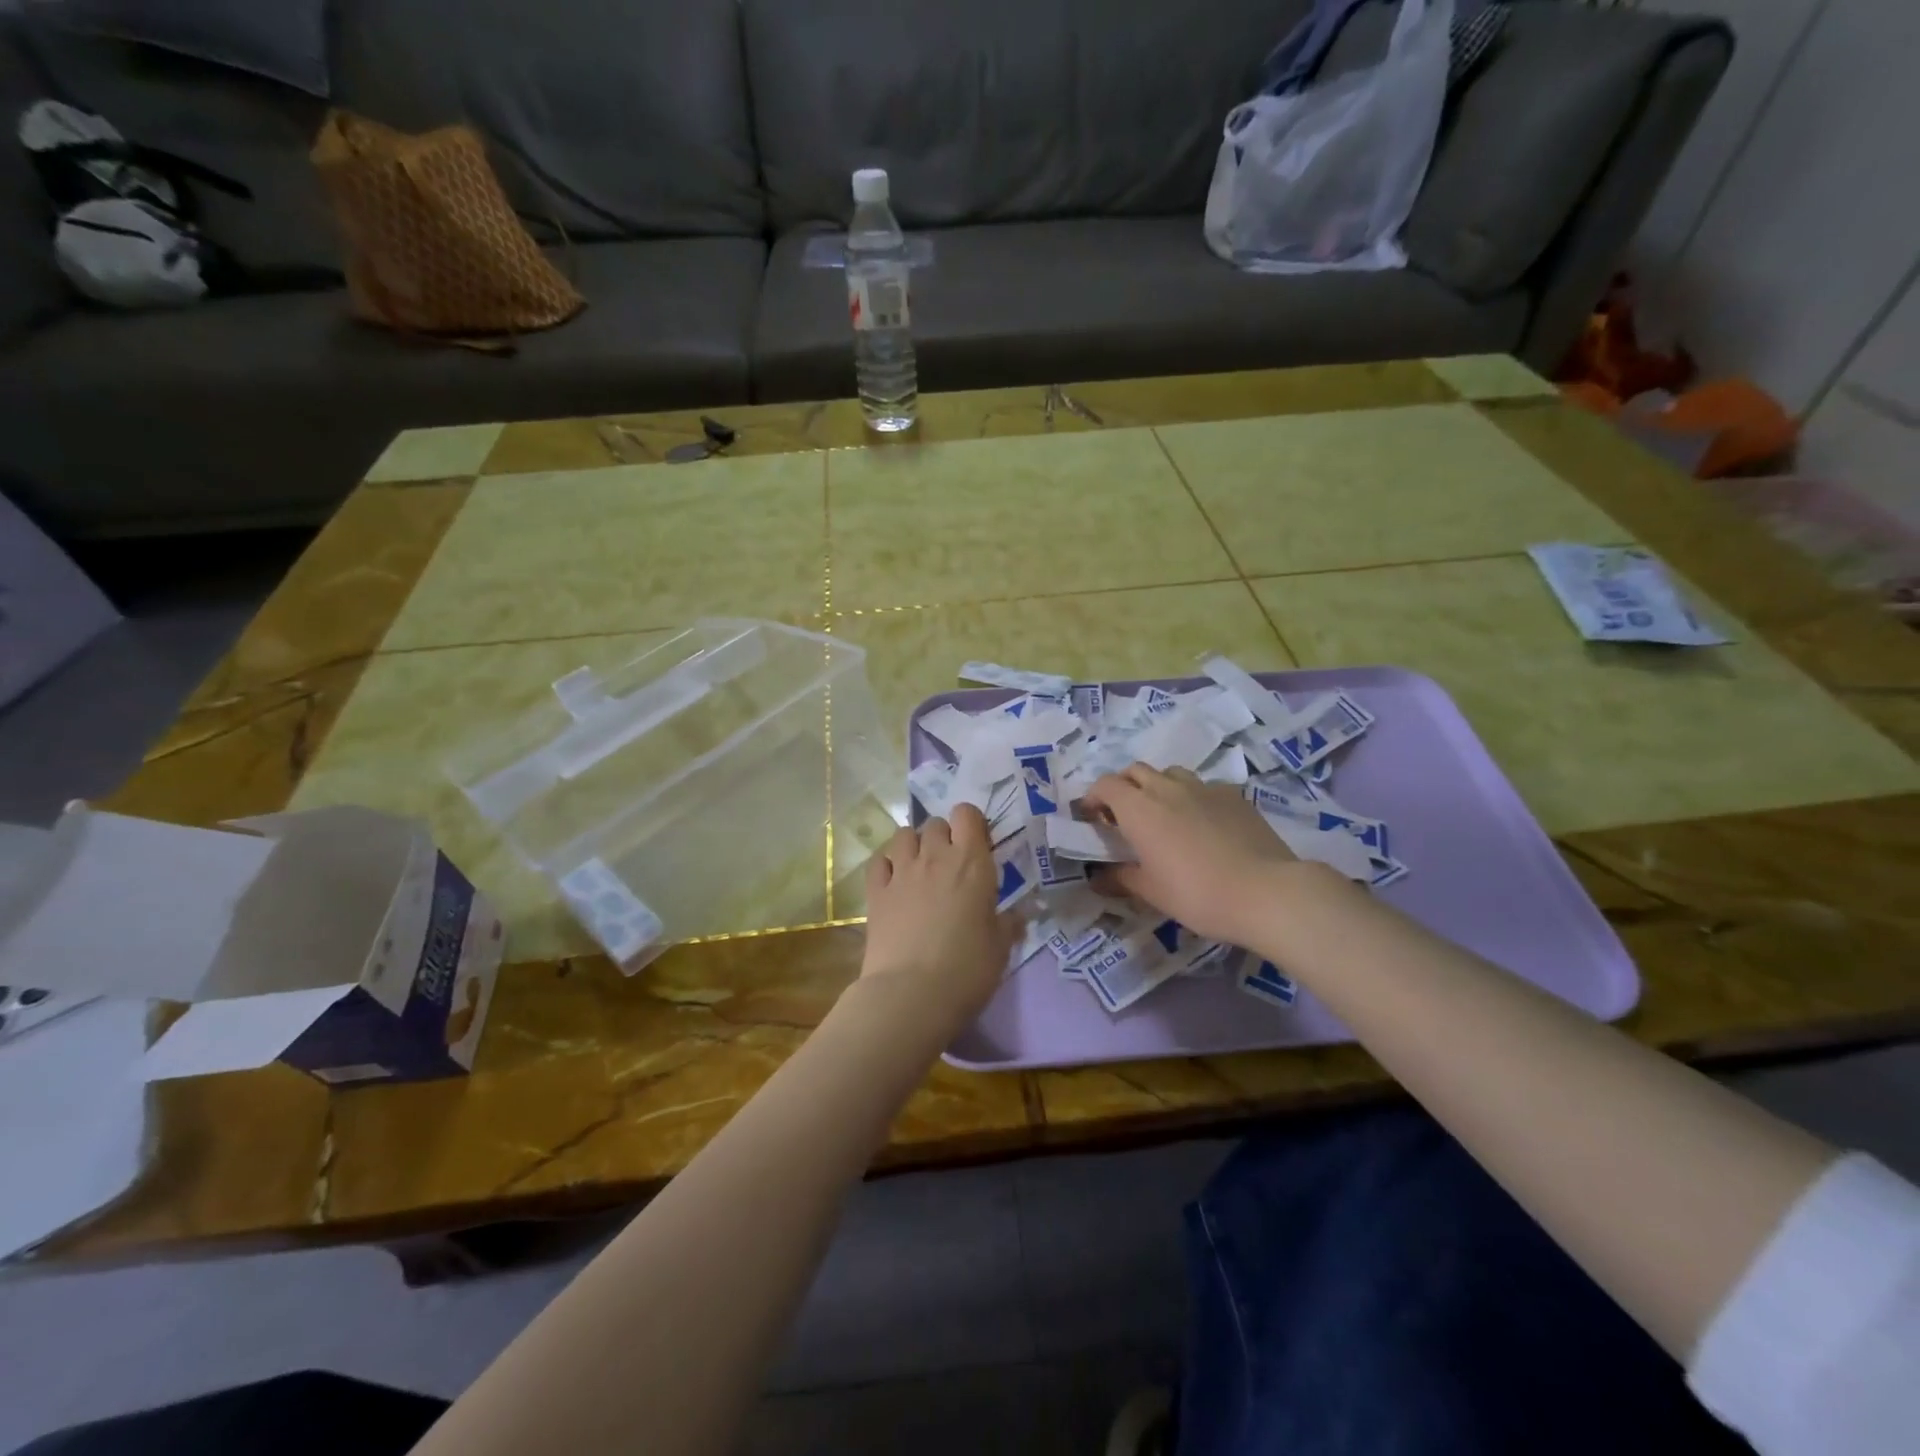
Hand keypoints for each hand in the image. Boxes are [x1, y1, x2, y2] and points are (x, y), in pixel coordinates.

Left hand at [858, 803, 1018, 1035]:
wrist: (911, 993)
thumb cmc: (967, 969)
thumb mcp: (1001, 947)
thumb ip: (1008, 923)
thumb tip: (1018, 914)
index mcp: (971, 862)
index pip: (967, 814)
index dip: (972, 824)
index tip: (978, 846)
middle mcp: (935, 856)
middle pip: (935, 823)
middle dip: (944, 836)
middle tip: (951, 864)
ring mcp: (901, 871)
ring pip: (903, 834)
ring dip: (914, 844)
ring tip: (921, 868)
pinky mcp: (875, 891)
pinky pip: (879, 860)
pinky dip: (887, 864)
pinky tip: (894, 881)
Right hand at [1082, 765, 1306, 948]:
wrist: (1265, 892)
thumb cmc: (1197, 894)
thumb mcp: (1151, 893)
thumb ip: (1120, 878)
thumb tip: (1098, 877)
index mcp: (1139, 809)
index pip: (1105, 785)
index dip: (1093, 797)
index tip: (1092, 818)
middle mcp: (1167, 788)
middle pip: (1135, 770)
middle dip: (1123, 787)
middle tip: (1124, 816)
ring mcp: (1203, 787)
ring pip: (1170, 773)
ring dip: (1157, 786)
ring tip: (1163, 814)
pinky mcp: (1233, 795)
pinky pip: (1203, 787)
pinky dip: (1192, 797)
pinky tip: (1202, 823)